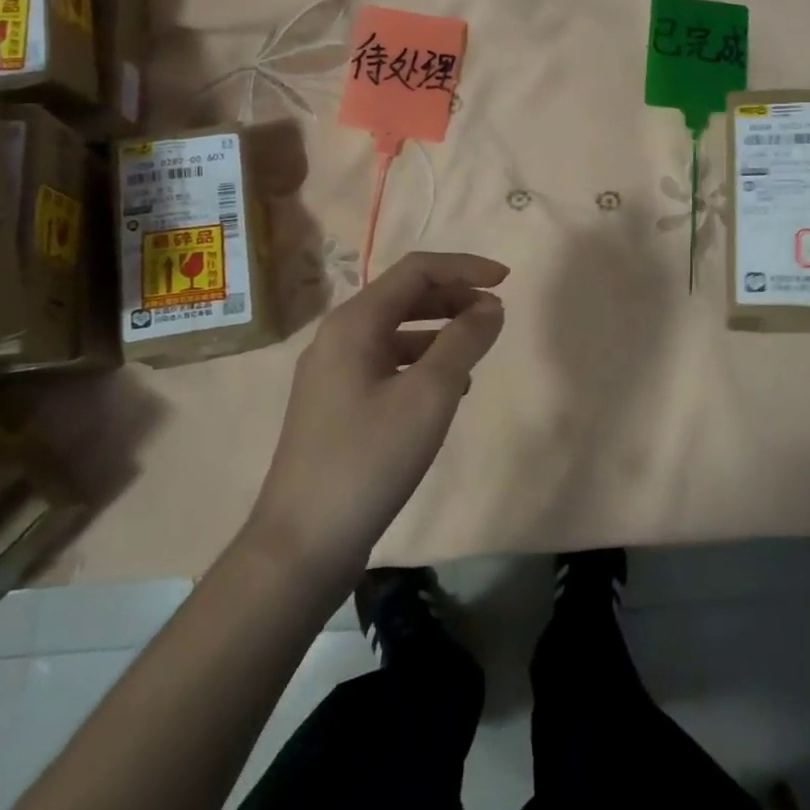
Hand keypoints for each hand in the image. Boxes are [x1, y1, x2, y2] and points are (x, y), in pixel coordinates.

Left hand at [245, 252, 507, 583]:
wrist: (303, 542)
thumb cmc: (369, 460)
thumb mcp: (429, 396)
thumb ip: (464, 342)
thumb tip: (491, 306)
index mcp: (353, 323)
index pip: (416, 271)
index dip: (464, 267)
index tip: (507, 281)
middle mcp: (338, 337)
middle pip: (404, 297)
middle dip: (454, 297)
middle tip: (496, 315)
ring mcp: (333, 372)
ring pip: (396, 331)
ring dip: (440, 330)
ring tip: (477, 351)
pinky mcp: (336, 404)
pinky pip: (387, 363)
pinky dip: (422, 362)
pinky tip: (448, 389)